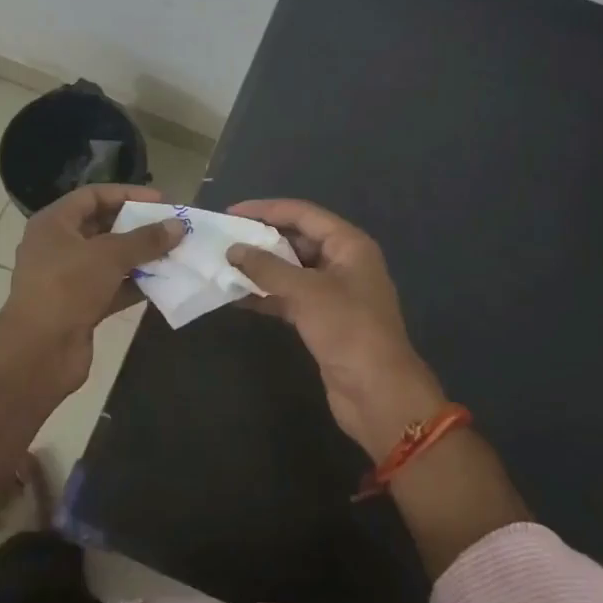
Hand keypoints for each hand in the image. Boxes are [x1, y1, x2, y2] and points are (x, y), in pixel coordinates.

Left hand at [0, 184, 184, 395]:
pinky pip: (111, 288)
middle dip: (137, 227)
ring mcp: (67, 279)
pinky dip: (134, 285)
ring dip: (140, 257)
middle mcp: (57, 246)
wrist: (38, 353)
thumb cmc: (68, 288)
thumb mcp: (109, 256)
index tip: (161, 201)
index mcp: (54, 224)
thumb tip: (178, 226)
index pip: (93, 196)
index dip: (127, 194)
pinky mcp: (79, 307)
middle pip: (102, 227)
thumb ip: (146, 239)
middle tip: (171, 228)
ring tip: (174, 254)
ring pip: (109, 260)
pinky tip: (163, 284)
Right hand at [226, 199, 446, 460]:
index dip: (266, 210)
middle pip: (297, 239)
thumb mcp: (307, 292)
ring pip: (291, 270)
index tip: (231, 212)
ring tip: (223, 265)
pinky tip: (236, 297)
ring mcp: (334, 293)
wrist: (378, 393)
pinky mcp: (323, 320)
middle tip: (223, 240)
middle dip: (261, 239)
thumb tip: (233, 250)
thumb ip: (267, 268)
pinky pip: (290, 297)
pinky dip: (266, 295)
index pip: (303, 214)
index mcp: (349, 245)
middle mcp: (343, 262)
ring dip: (260, 269)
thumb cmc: (348, 330)